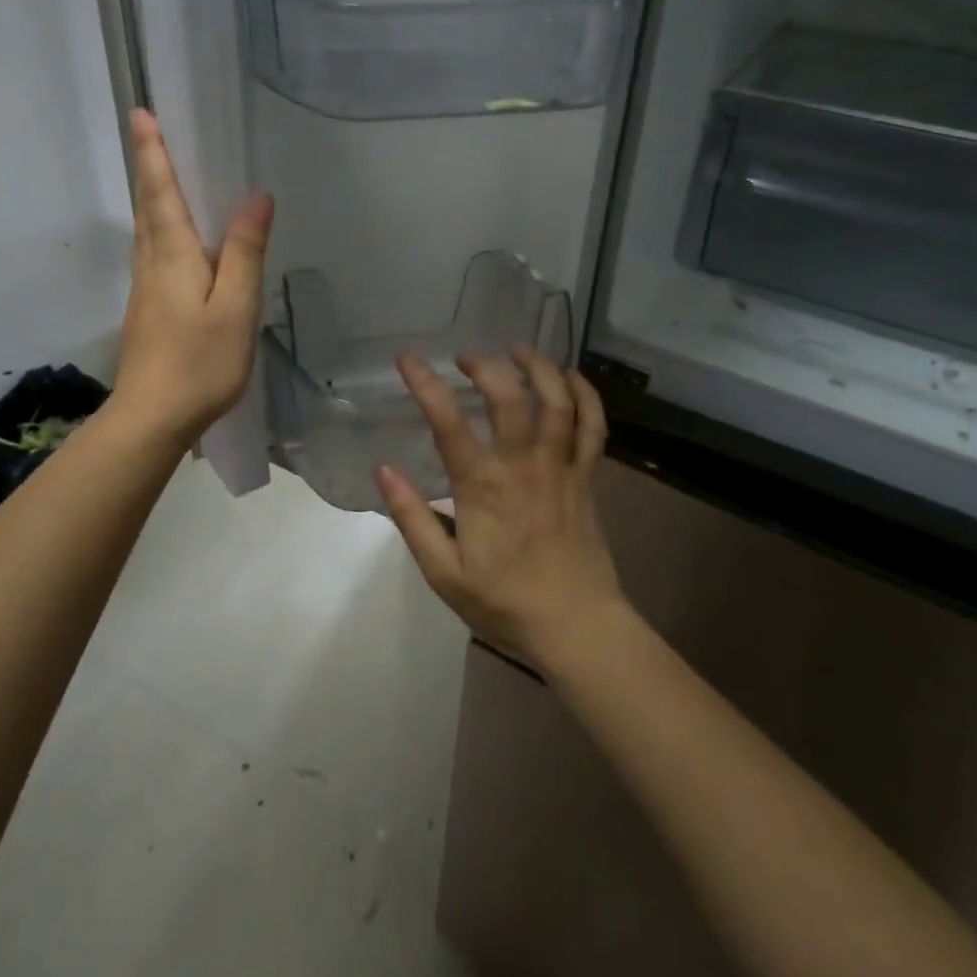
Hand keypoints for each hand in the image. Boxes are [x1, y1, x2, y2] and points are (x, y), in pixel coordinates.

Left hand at [112, 109, 273, 444]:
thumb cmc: (200, 362)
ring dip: (153, 195)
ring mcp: (145, 289)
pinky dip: (161, 228)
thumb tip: (256, 197)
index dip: (153, 153)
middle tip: (151, 132)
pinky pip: (154, 253)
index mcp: (173, 255)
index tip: (141, 113)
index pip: (161, 192)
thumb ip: (244, 252)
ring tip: (165, 173)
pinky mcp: (147, 310)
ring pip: (147, 230)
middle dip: (149, 166)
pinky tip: (179, 239)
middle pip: (148, 206)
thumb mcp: (235, 306)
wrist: (151, 419)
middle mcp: (152, 264)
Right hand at [377, 347, 627, 672]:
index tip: (407, 359)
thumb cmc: (505, 602)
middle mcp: (524, 464)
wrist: (577, 626)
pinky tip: (569, 377)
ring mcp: (562, 466)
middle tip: (466, 358)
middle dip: (485, 366)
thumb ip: (412, 518)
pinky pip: (593, 425)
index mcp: (483, 486)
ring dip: (538, 367)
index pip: (448, 422)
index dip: (425, 384)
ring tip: (517, 350)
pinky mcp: (589, 475)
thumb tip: (383, 469)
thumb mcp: (443, 573)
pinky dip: (585, 394)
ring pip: (557, 400)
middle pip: (510, 396)